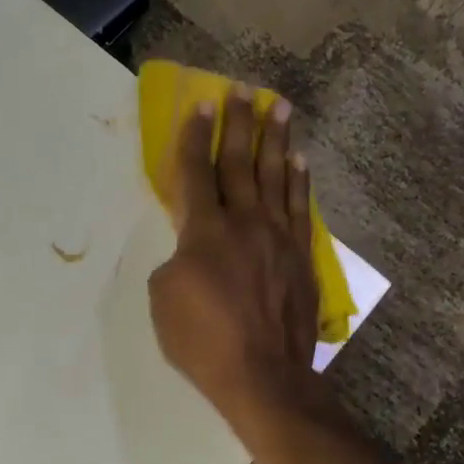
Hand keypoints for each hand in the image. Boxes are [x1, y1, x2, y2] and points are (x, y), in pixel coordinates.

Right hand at [148, 85, 319, 417]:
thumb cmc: (202, 341)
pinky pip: (300, 208)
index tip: (201, 105)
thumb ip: (176, 261)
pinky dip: (299, 181)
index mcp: (205, 231)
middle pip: (241, 163)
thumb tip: (192, 249)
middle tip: (244, 89)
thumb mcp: (163, 299)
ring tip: (280, 106)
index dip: (197, 137)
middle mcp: (245, 223)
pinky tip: (300, 160)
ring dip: (277, 139)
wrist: (263, 375)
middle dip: (240, 124)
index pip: (198, 173)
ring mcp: (278, 238)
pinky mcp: (300, 257)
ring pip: (277, 177)